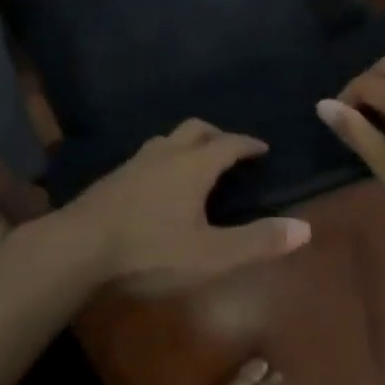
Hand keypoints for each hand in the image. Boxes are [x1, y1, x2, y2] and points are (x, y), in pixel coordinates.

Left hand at [58, 119, 311, 296]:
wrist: (78, 247)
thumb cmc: (150, 251)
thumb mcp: (211, 256)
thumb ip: (257, 242)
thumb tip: (305, 227)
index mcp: (193, 165)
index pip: (228, 143)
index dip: (248, 144)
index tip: (262, 148)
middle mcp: (166, 153)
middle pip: (196, 129)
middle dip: (218, 135)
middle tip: (231, 151)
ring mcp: (136, 162)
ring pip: (168, 139)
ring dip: (188, 144)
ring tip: (197, 163)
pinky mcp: (115, 177)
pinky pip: (149, 155)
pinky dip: (166, 158)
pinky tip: (160, 184)